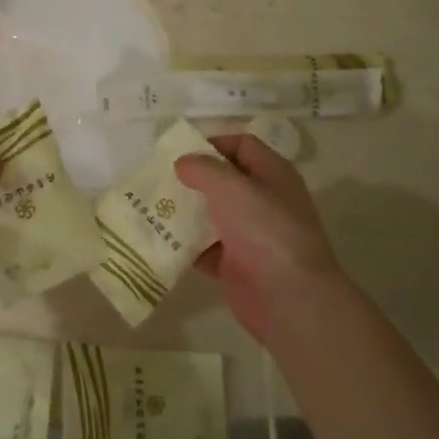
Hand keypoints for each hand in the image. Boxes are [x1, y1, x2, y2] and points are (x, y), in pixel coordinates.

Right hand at [174, 134, 348, 345]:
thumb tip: (183, 163)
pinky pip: (206, 248)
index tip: (180, 152)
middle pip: (225, 181)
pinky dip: (186, 245)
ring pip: (212, 215)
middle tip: (160, 178)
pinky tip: (160, 239)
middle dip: (193, 179)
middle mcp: (264, 200)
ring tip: (152, 206)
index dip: (213, 143)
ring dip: (185, 212)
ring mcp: (251, 234)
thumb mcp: (230, 187)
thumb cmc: (264, 228)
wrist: (287, 296)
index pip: (243, 145)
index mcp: (273, 174)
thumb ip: (203, 168)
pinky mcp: (237, 264)